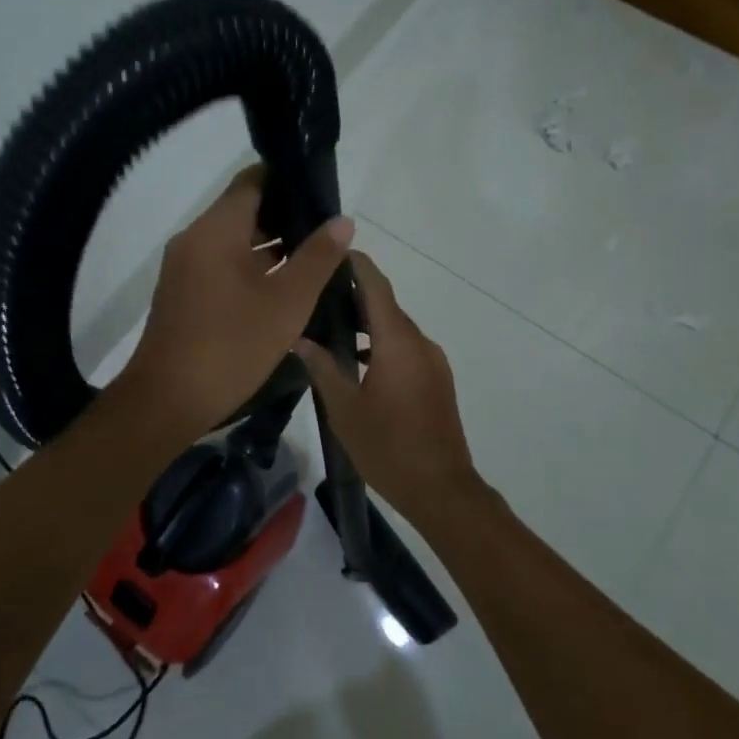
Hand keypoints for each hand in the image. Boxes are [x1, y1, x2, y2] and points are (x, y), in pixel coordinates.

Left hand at [119, 166, 353, 441]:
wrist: (168, 401)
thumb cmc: (231, 346)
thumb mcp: (287, 302)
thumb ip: (318, 258)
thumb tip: (342, 221)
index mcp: (215, 230)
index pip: (253, 181)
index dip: (289, 180)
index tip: (323, 193)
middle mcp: (195, 239)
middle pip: (244, 210)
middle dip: (287, 216)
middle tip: (328, 232)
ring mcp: (186, 268)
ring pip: (235, 241)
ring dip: (272, 246)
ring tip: (316, 258)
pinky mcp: (185, 293)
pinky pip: (223, 265)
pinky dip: (253, 267)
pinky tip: (285, 286)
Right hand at [296, 251, 485, 521]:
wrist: (441, 488)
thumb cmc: (388, 447)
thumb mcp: (344, 409)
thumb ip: (322, 368)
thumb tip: (298, 338)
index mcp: (397, 343)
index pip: (377, 287)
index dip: (358, 265)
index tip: (334, 250)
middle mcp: (420, 343)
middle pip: (387, 306)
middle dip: (356, 294)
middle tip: (318, 291)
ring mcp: (433, 362)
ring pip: (397, 329)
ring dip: (369, 322)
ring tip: (331, 324)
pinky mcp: (438, 379)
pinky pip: (407, 348)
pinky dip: (383, 343)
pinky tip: (357, 360)